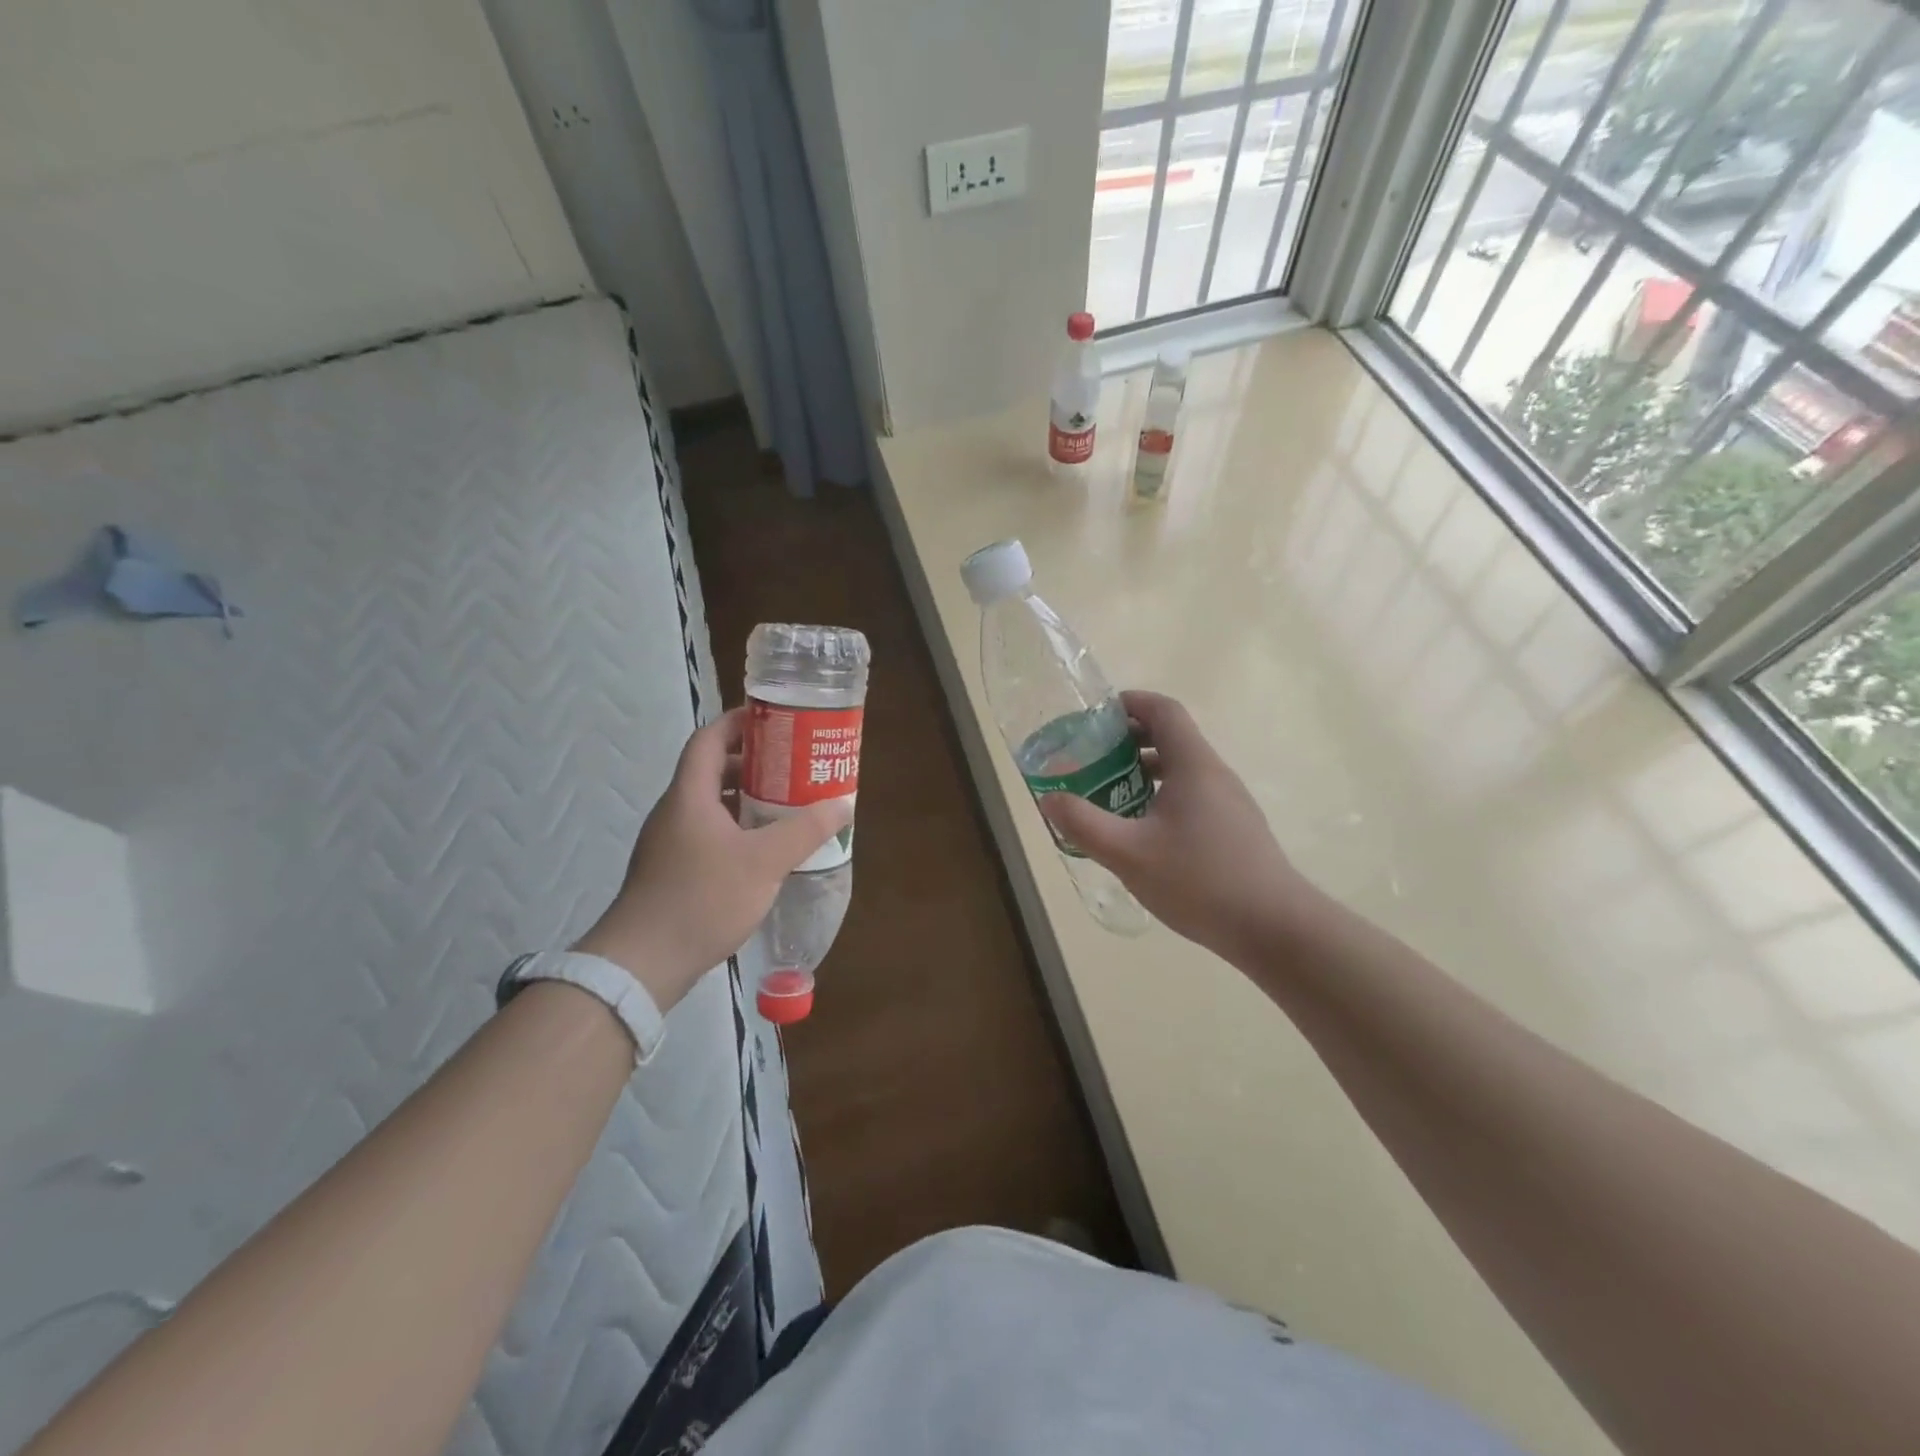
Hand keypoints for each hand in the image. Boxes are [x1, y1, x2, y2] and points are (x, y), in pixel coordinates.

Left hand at [575, 708, 850, 1012]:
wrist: (643, 963)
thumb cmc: (703, 899)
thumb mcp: (765, 862)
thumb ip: (806, 830)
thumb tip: (843, 803)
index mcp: (690, 795)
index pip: (708, 739)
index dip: (739, 722)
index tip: (775, 720)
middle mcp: (675, 811)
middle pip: (712, 770)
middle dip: (753, 763)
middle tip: (792, 765)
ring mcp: (669, 843)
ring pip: (711, 805)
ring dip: (746, 799)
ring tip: (786, 805)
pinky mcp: (671, 871)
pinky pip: (708, 833)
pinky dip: (737, 828)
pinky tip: (763, 850)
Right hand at [1040, 691, 1314, 962]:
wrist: (1273, 928)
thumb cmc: (1199, 881)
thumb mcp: (1128, 853)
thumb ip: (1083, 824)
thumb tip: (1049, 799)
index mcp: (1193, 765)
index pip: (1163, 710)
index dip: (1130, 702)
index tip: (1095, 716)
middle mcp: (1214, 774)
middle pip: (1171, 738)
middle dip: (1128, 741)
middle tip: (1090, 758)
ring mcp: (1229, 803)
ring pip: (1181, 771)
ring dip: (1142, 772)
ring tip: (1108, 794)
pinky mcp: (1234, 829)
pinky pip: (1191, 797)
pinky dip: (1160, 797)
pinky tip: (1141, 833)